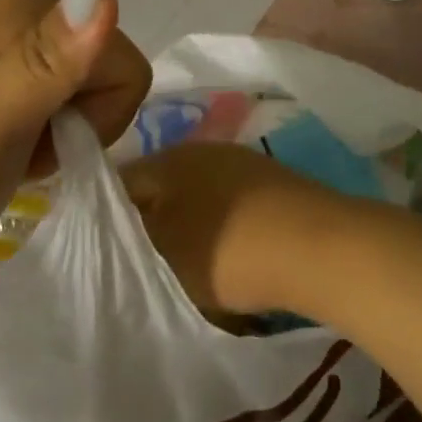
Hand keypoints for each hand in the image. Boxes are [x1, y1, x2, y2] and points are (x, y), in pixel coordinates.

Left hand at [0, 0, 151, 301]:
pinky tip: (17, 153)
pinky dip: (55, 139)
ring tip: (16, 153)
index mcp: (28, 7)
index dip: (96, 114)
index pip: (123, 62)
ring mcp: (20, 52)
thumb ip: (48, 60)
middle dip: (84, 122)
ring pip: (98, 93)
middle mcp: (29, 16)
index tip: (40, 136)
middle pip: (113, 73)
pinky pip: (73, 106)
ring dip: (69, 135)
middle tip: (25, 147)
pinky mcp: (15, 84)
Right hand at [121, 142, 356, 317]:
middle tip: (141, 266)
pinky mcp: (273, 186)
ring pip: (198, 199)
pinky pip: (230, 207)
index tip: (103, 255)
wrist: (318, 247)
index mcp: (171, 158)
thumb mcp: (163, 254)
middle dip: (150, 224)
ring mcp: (244, 165)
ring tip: (184, 270)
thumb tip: (115, 234)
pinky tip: (228, 259)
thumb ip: (129, 243)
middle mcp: (205, 151)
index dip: (107, 219)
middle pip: (162, 189)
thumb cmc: (228, 250)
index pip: (122, 182)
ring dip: (187, 229)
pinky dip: (222, 231)